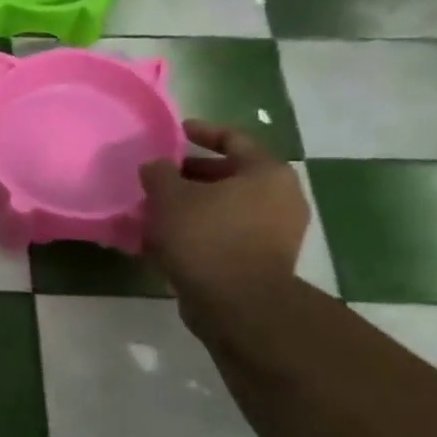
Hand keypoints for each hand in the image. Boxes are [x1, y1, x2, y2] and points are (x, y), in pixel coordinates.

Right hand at [139, 120, 309, 303]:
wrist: (238, 305)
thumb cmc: (206, 237)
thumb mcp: (170, 196)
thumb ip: (159, 173)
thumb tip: (156, 166)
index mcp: (266, 172)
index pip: (234, 138)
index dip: (202, 131)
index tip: (176, 132)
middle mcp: (280, 198)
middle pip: (230, 175)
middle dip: (191, 175)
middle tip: (159, 176)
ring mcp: (276, 233)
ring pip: (226, 207)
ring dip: (193, 206)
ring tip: (156, 209)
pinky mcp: (264, 261)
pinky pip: (226, 234)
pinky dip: (200, 231)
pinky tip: (167, 239)